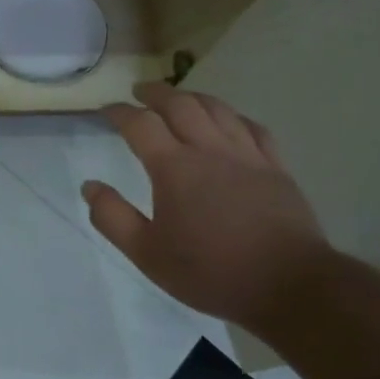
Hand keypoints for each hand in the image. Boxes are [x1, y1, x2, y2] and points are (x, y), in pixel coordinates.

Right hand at [84, 83, 331, 330]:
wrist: (289, 286)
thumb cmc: (210, 271)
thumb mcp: (147, 254)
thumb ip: (113, 217)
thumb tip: (90, 186)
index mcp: (174, 168)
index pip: (140, 124)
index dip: (119, 112)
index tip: (106, 110)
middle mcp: (209, 150)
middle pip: (180, 104)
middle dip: (155, 93)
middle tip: (139, 92)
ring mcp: (247, 156)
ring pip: (217, 109)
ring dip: (192, 97)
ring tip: (179, 98)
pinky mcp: (275, 168)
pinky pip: (253, 128)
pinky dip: (233, 117)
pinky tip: (229, 122)